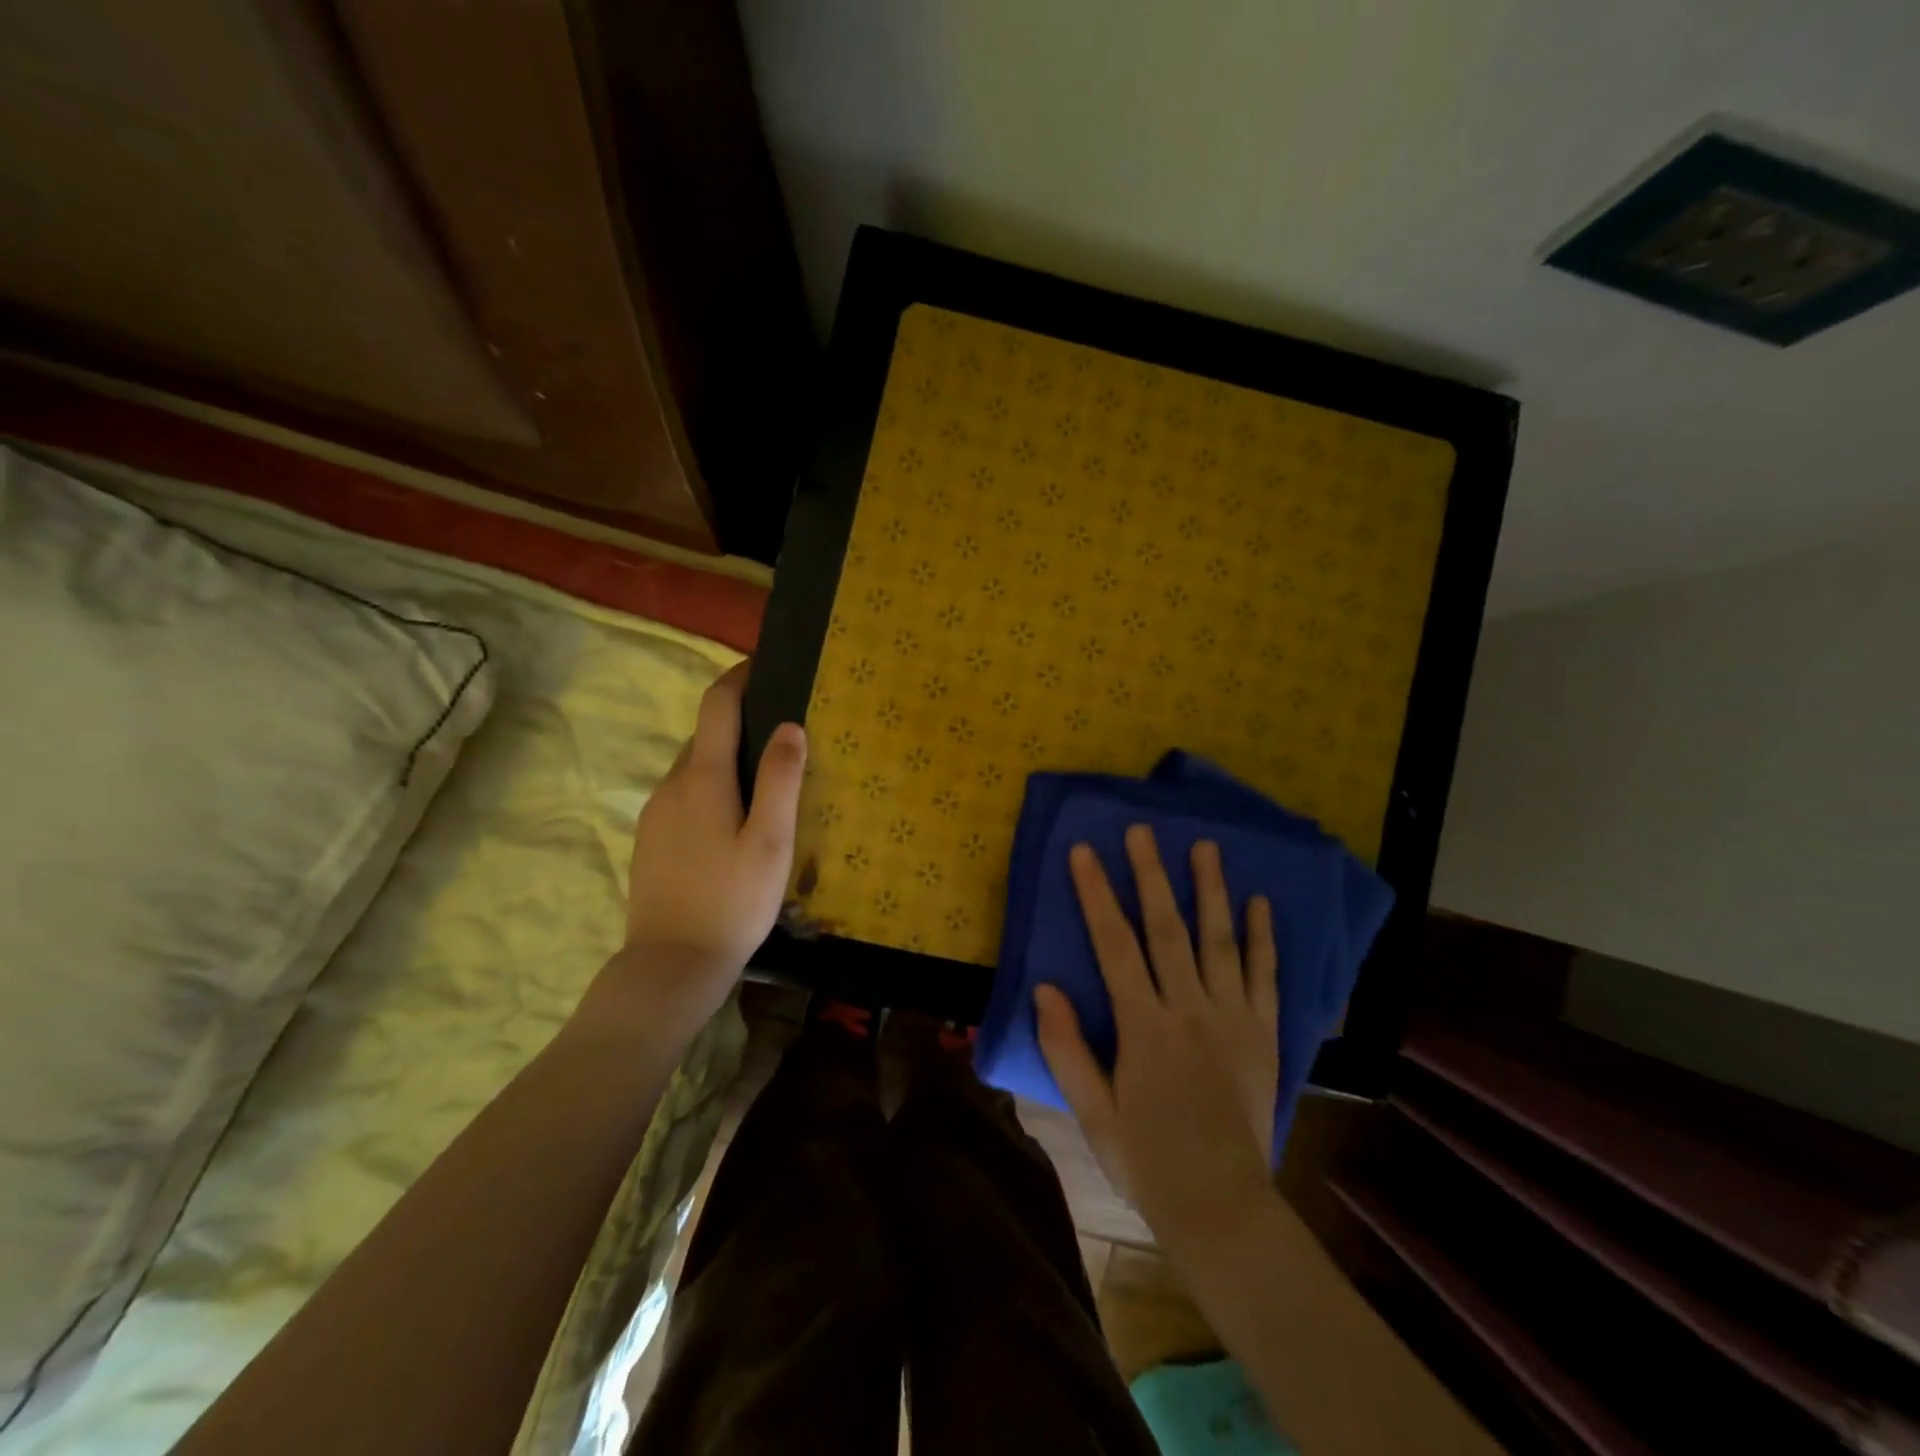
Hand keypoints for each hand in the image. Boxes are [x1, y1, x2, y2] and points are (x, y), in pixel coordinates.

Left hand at [577, 662, 805, 1044]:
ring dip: (726, 761)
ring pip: (694, 769)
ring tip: (766, 785)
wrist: (671, 964)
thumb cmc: (732, 901)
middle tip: (784, 740)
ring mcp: (655, 813)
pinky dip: (711, 790)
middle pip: (705, 736)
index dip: (739, 677)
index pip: (717, 706)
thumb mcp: (771, 841)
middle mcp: (672, 784)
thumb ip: (781, 779)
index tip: (764, 664)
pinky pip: (684, 797)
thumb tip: (789, 725)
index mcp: (703, 777)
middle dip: (740, 725)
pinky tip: (734, 825)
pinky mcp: (650, 840)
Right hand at [1036, 825, 1280, 1252]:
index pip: (1115, 947)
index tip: (1084, 852)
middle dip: (1152, 876)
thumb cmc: (1148, 1162)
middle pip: (1168, 931)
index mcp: (1145, 1029)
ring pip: (1221, 943)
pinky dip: (1264, 938)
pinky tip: (1260, 903)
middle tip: (1143, 830)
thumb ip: (1068, 1050)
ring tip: (1206, 846)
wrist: (1223, 1208)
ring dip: (1211, 891)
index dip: (1097, 895)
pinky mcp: (1264, 1035)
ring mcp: (1234, 1020)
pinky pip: (1266, 978)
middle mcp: (1190, 1012)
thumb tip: (1043, 988)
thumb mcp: (1093, 1115)